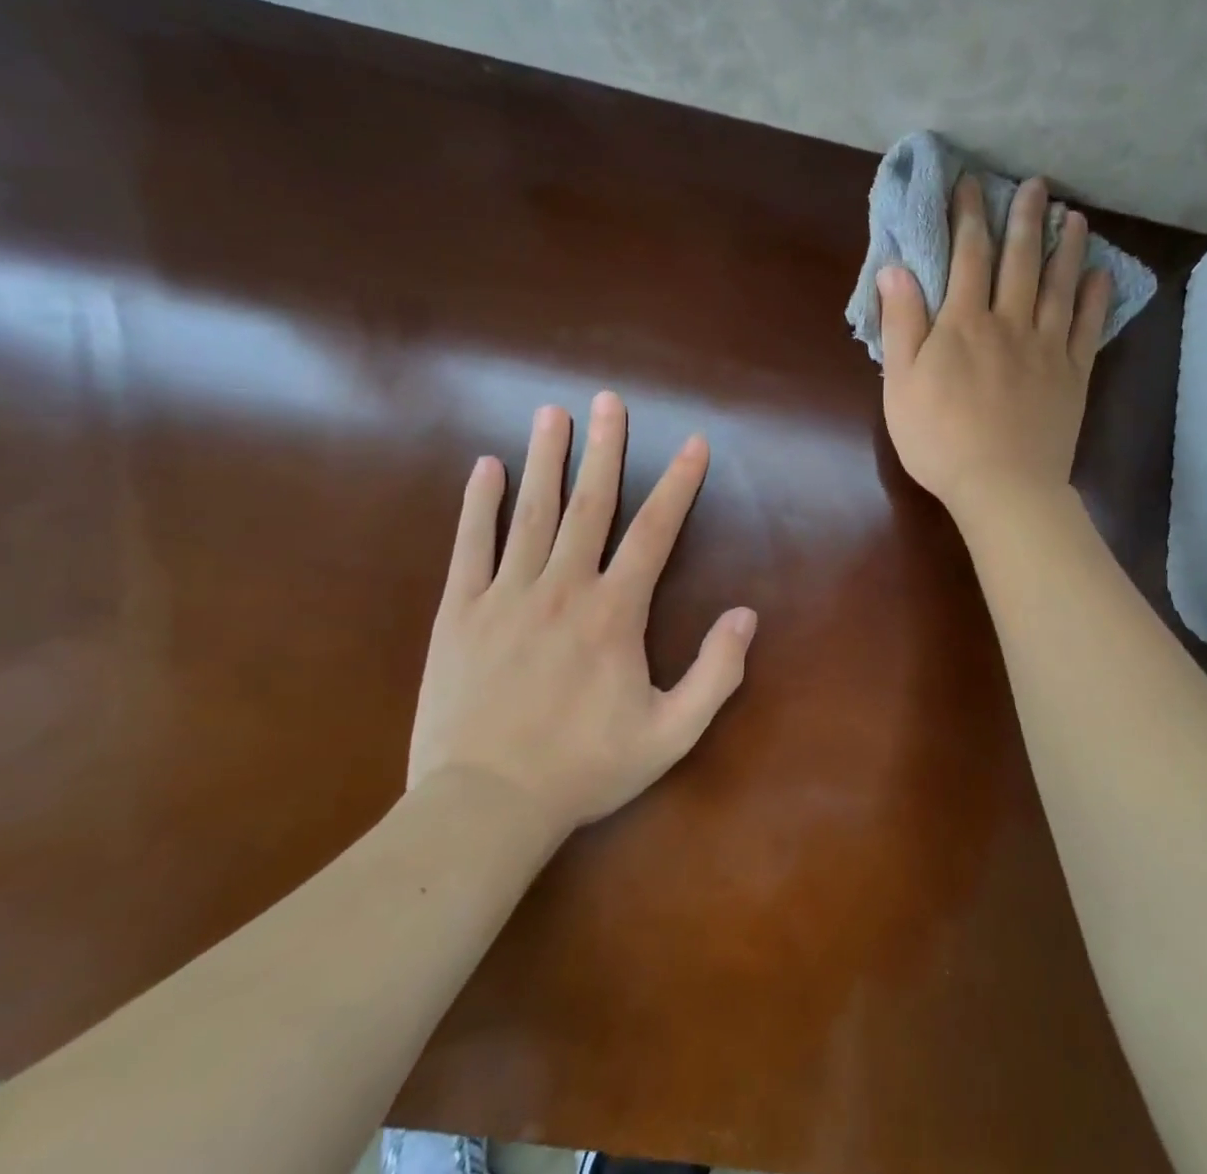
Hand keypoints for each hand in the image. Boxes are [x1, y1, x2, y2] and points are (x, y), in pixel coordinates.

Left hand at [409, 393, 756, 835]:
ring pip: (531, 513)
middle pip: (590, 504)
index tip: (693, 442)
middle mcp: (563, 588)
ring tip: (552, 413)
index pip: (655, 532)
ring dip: (545, 459)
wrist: (484, 807)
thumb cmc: (584, 769)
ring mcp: (506, 595)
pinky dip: (478, 504)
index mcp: (614, 613)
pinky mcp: (459, 612)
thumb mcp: (670, 734)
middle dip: (604, 448)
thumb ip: (716, 673)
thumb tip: (746, 615)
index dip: (678, 483)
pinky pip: (470, 546)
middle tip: (609, 400)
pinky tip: (486, 468)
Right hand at [878, 174, 1110, 518]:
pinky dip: (1096, 298)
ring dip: (1067, 247)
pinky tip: (1101, 275)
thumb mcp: (901, 384)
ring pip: (1059, 285)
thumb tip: (894, 269)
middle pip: (1019, 260)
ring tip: (1075, 217)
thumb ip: (901, 324)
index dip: (969, 216)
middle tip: (1036, 185)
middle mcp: (1009, 323)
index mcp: (963, 324)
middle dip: (1024, 218)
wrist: (1002, 485)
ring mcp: (1047, 347)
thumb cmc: (939, 439)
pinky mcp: (1073, 374)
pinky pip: (1088, 327)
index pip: (967, 256)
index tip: (972, 184)